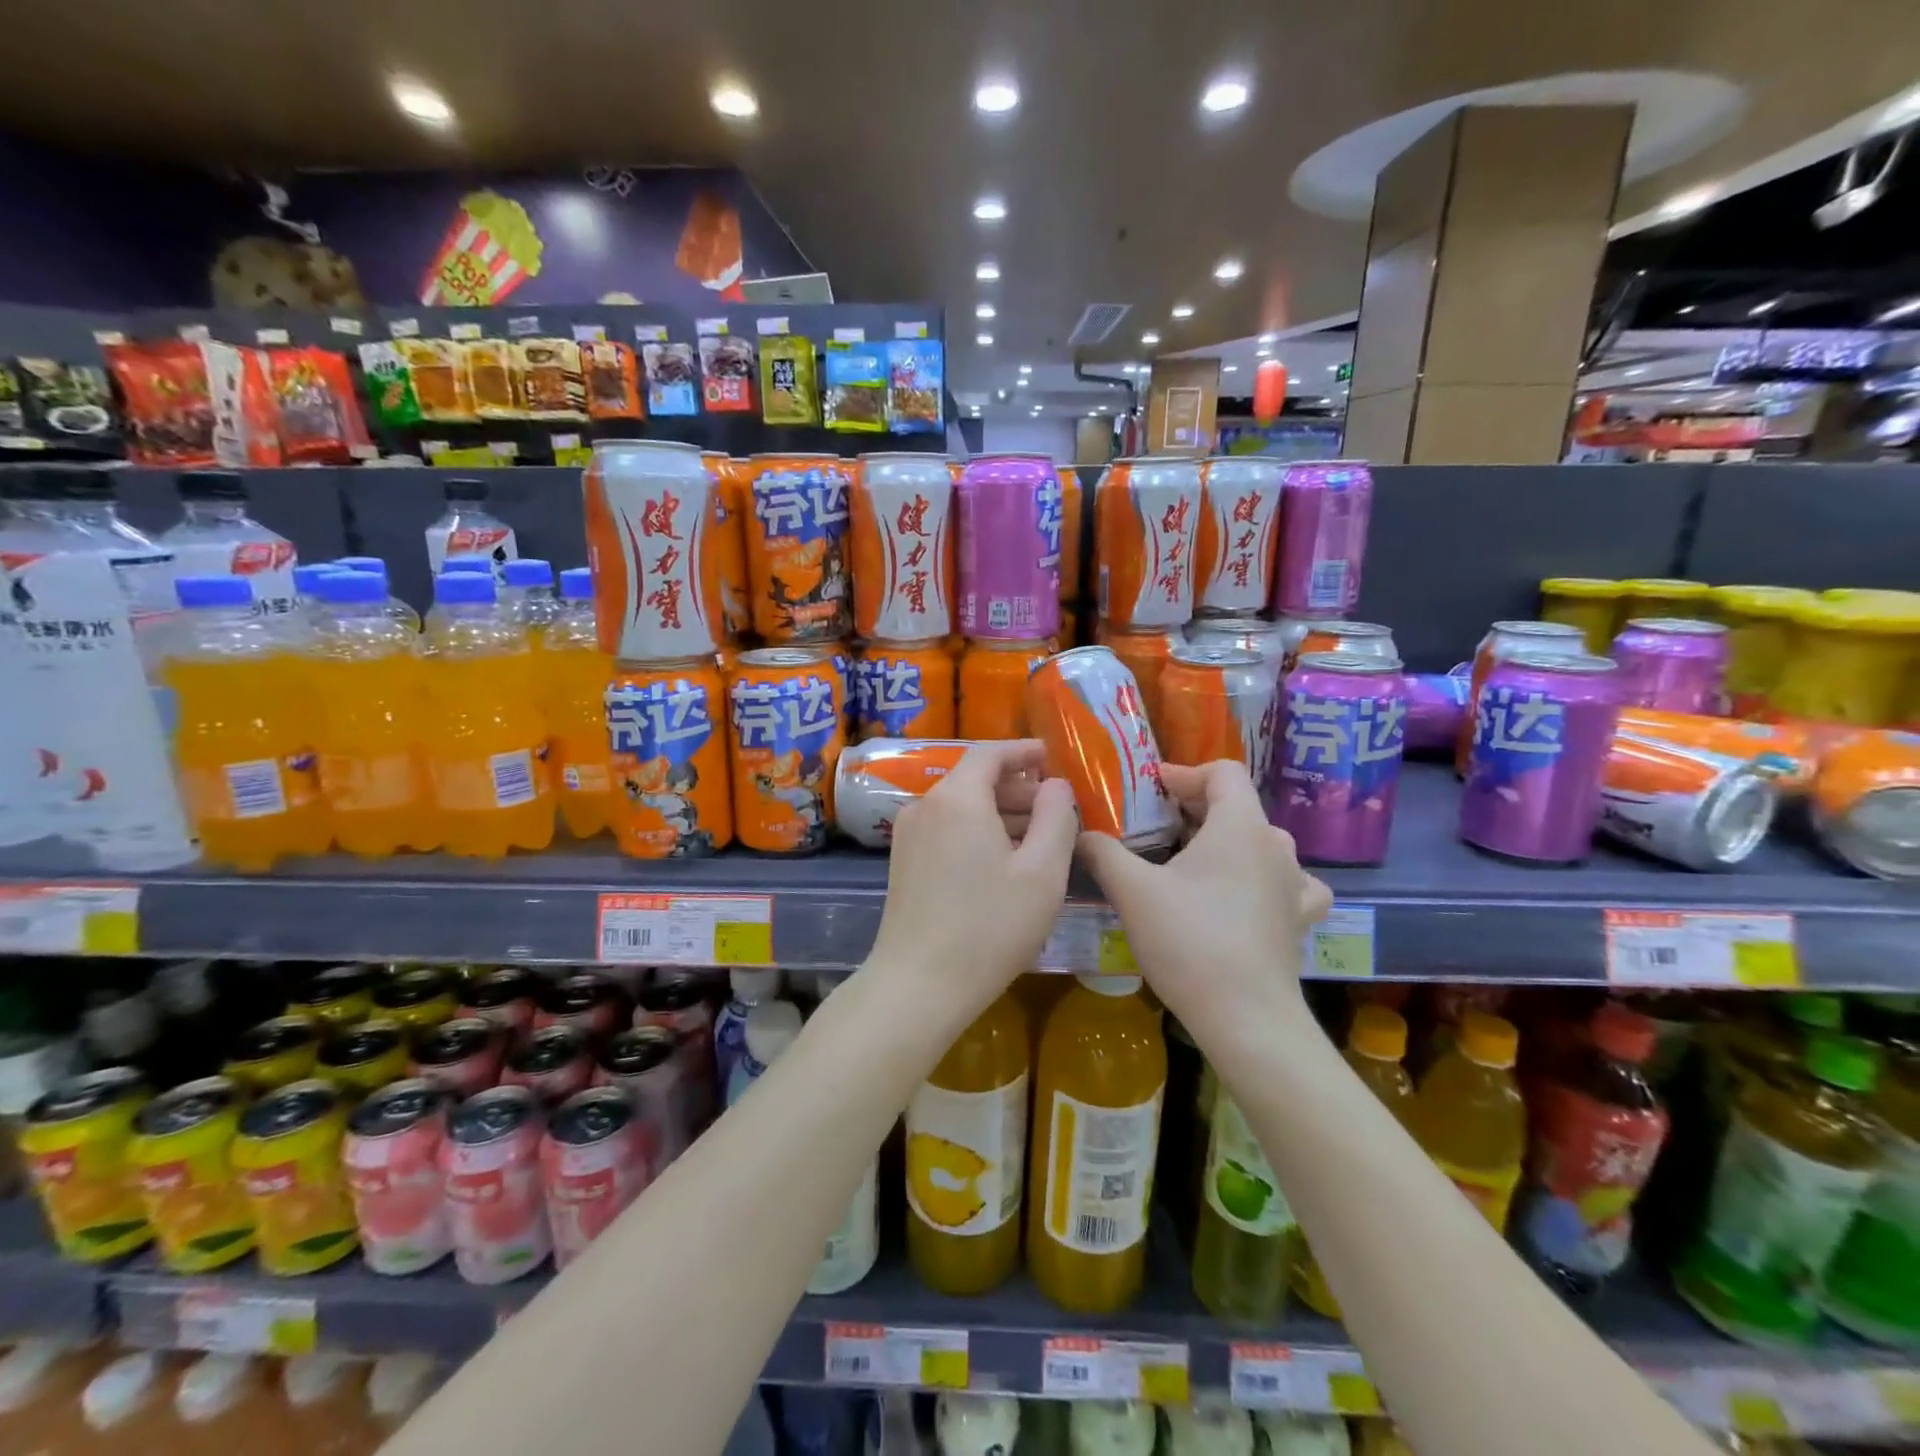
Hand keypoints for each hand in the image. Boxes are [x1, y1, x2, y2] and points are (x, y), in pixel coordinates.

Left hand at [865, 741, 1078, 1019]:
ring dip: (1001, 814)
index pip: (991, 753)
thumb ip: (1057, 818)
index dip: (1024, 751)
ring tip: (1039, 838)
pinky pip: (947, 830)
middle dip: (1019, 788)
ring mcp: (908, 835)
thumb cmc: (989, 927)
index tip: (1052, 757)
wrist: (918, 986)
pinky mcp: (903, 862)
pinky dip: (978, 832)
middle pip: (975, 780)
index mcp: (957, 798)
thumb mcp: (1042, 873)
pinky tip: (1004, 862)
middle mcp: (925, 805)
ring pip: (962, 807)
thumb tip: (1056, 786)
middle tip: (1057, 809)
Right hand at [1077, 760, 1330, 1033]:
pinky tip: (1244, 895)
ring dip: (1225, 842)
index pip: (1222, 772)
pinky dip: (1261, 877)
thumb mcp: (1133, 891)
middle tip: (1154, 826)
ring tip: (1192, 860)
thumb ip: (1103, 852)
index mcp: (1240, 826)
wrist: (1245, 1018)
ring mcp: (1295, 884)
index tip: (1151, 788)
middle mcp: (1276, 846)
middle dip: (1194, 809)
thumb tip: (1080, 833)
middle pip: (1237, 806)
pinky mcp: (1299, 919)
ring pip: (1259, 843)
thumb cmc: (1189, 941)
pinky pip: (1285, 882)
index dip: (1184, 773)